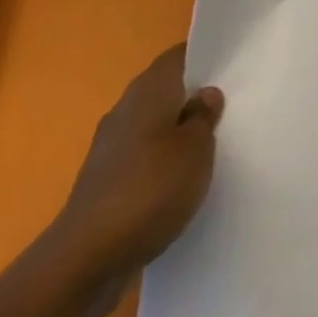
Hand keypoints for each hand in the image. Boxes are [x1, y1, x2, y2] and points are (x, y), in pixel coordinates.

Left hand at [50, 43, 223, 292]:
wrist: (85, 260)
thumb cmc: (150, 189)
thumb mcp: (196, 148)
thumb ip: (204, 116)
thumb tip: (204, 95)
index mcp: (149, 89)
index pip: (180, 56)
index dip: (205, 55)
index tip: (232, 64)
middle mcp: (126, 109)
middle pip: (165, 90)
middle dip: (193, 96)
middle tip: (230, 104)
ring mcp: (110, 147)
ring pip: (153, 125)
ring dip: (177, 132)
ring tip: (211, 145)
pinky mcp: (103, 182)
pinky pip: (142, 158)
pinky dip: (161, 162)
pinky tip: (180, 181)